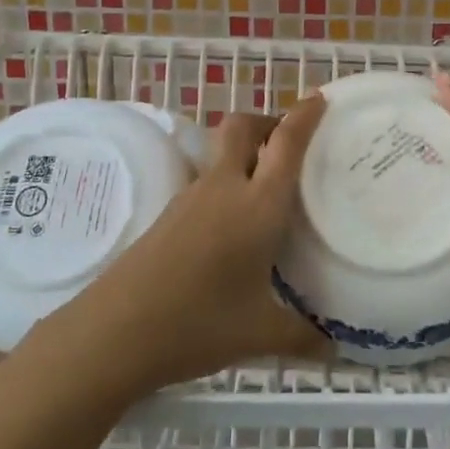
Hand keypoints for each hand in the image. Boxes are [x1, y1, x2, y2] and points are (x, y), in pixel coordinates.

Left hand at [67, 97, 328, 390]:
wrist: (115, 331)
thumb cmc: (198, 323)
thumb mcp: (259, 334)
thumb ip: (301, 337)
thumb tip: (334, 349)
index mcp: (257, 205)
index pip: (285, 144)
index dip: (304, 116)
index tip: (320, 99)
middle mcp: (224, 188)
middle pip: (242, 127)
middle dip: (267, 122)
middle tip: (289, 143)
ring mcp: (191, 198)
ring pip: (221, 154)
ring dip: (246, 153)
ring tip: (268, 185)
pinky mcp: (169, 214)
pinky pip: (206, 181)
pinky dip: (227, 183)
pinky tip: (234, 222)